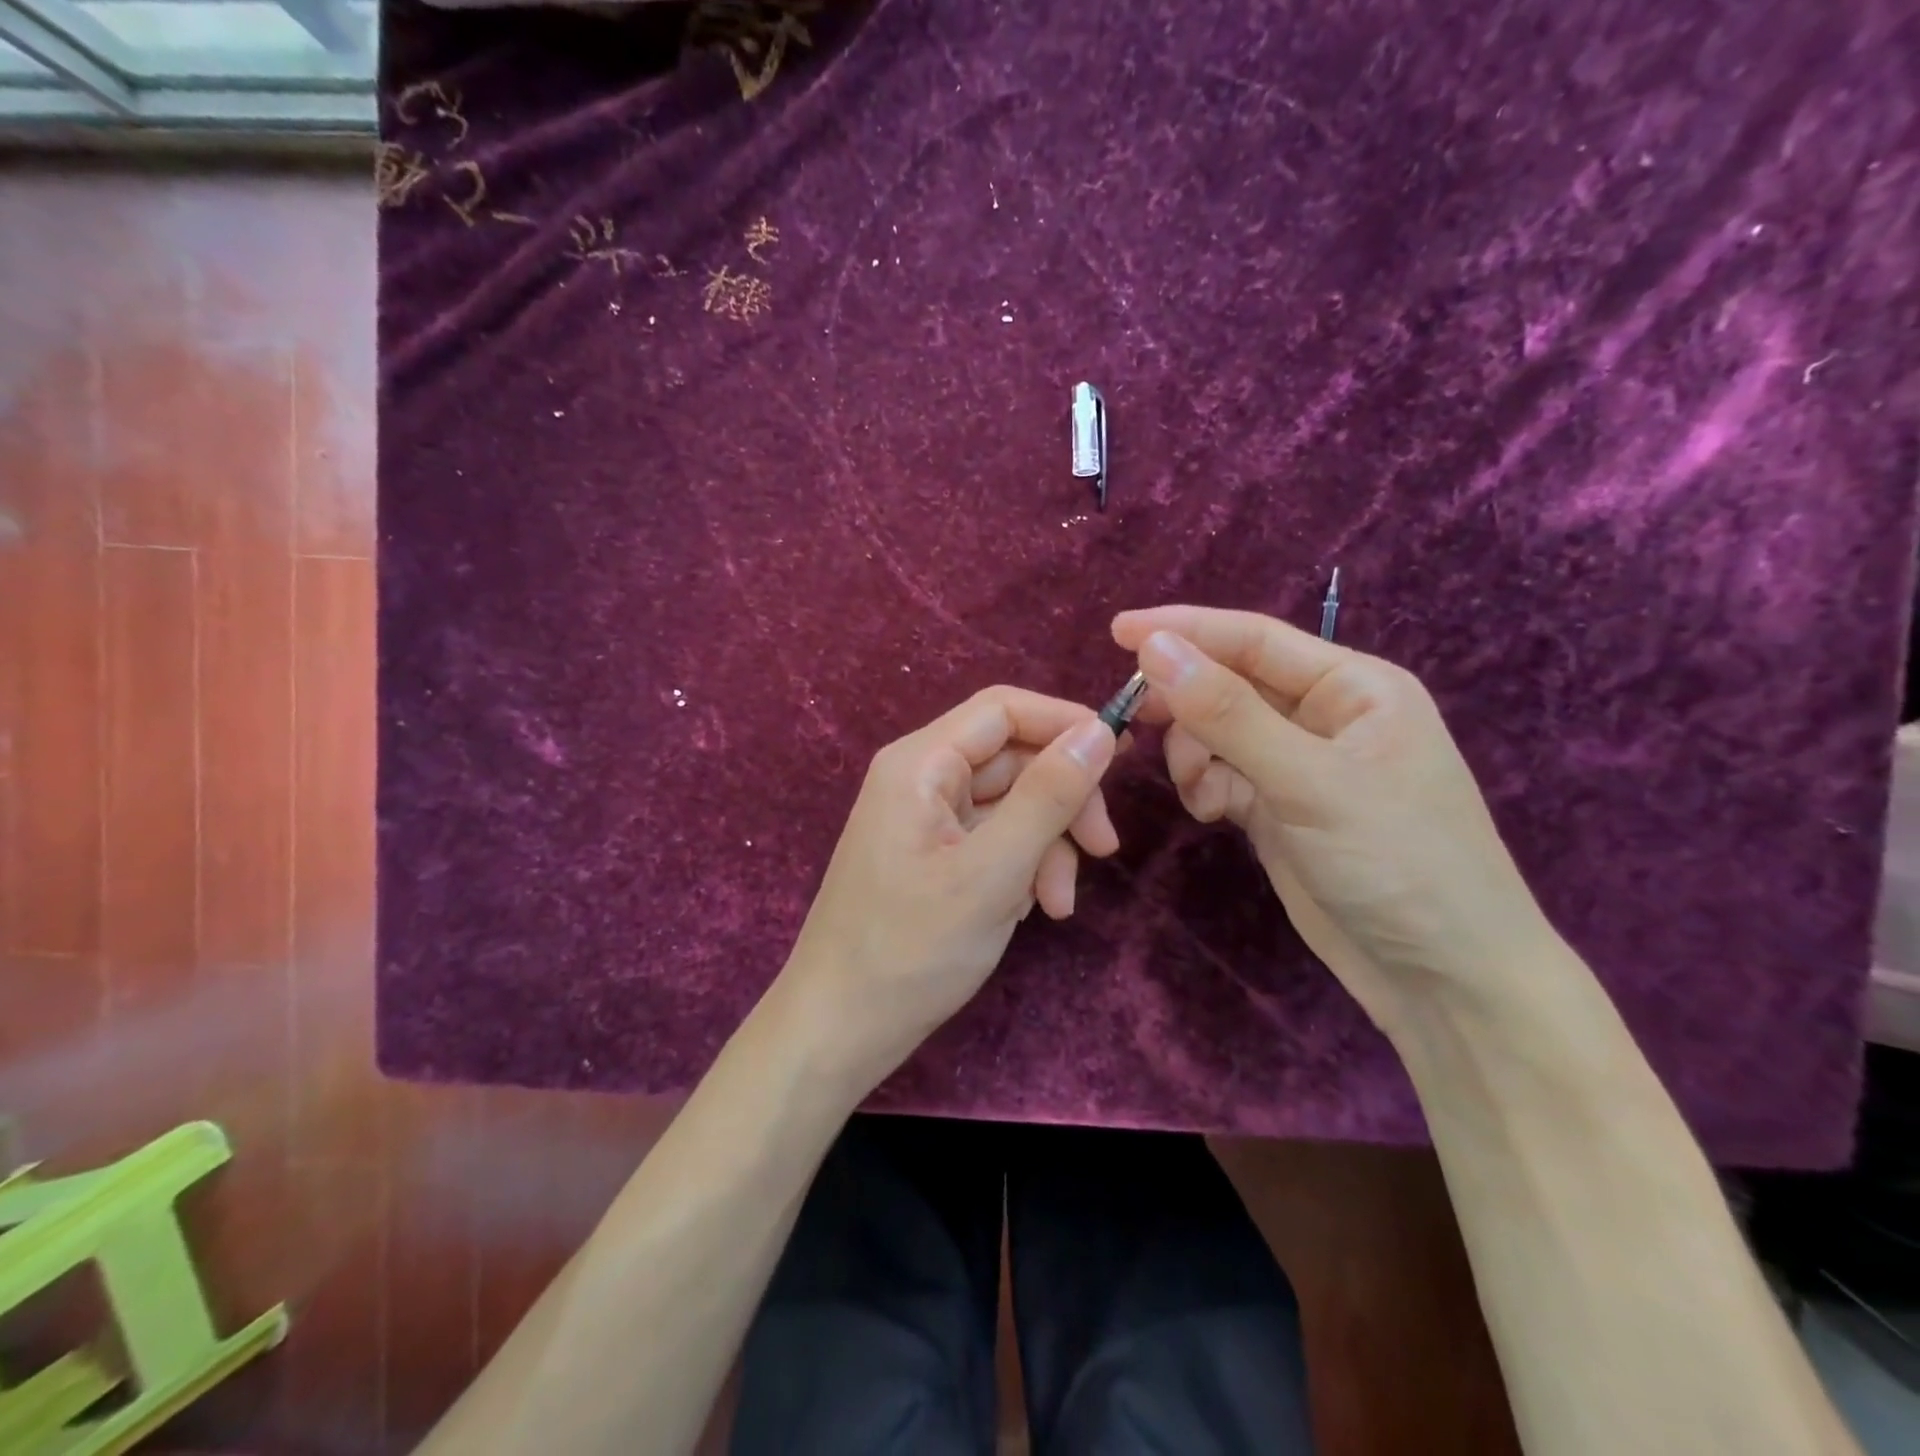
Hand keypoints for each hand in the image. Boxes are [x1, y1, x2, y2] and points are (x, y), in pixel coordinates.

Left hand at [777, 686, 1119, 1089]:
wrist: (839, 1030)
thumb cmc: (910, 950)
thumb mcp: (993, 872)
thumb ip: (1049, 797)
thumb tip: (1100, 731)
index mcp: (921, 764)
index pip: (1004, 709)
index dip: (1066, 721)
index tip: (1124, 755)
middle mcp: (922, 779)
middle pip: (1014, 760)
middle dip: (1063, 803)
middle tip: (1105, 850)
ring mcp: (927, 820)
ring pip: (1011, 806)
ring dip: (1047, 847)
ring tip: (1058, 905)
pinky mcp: (934, 856)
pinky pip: (994, 841)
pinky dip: (1022, 869)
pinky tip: (1028, 912)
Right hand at [1112, 606, 1555, 1034]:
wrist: (1444, 980)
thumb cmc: (1398, 863)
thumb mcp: (1309, 781)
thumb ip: (1227, 713)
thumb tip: (1155, 646)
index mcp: (1353, 687)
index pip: (1253, 638)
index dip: (1184, 630)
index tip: (1116, 631)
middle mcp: (1325, 716)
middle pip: (1230, 684)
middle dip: (1185, 701)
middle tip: (1134, 718)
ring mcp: (1300, 765)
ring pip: (1218, 733)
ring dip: (1193, 753)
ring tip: (1198, 791)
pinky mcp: (1280, 809)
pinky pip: (1222, 776)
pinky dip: (1205, 787)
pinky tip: (1210, 815)